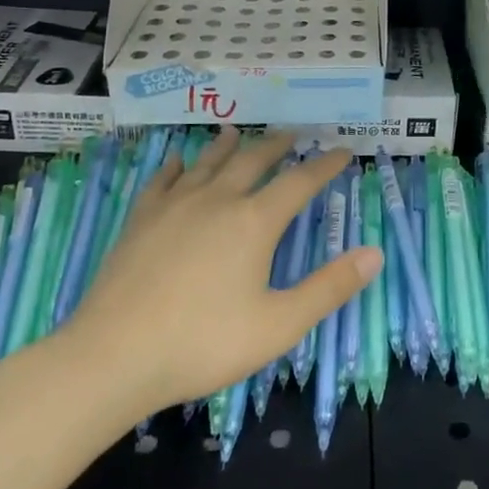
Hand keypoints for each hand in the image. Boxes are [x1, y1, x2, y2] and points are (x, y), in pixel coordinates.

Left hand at [58, 130, 379, 419]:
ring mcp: (174, 206)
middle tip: (293, 132)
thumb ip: (329, 288)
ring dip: (228, 145)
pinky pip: (164, 179)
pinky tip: (178, 160)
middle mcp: (217, 200)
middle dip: (277, 145)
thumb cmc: (203, 344)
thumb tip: (375, 253)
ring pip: (208, 162)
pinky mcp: (140, 219)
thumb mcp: (279, 325)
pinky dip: (177, 165)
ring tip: (239, 132)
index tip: (343, 150)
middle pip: (253, 160)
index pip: (299, 182)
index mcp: (254, 222)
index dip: (325, 165)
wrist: (112, 357)